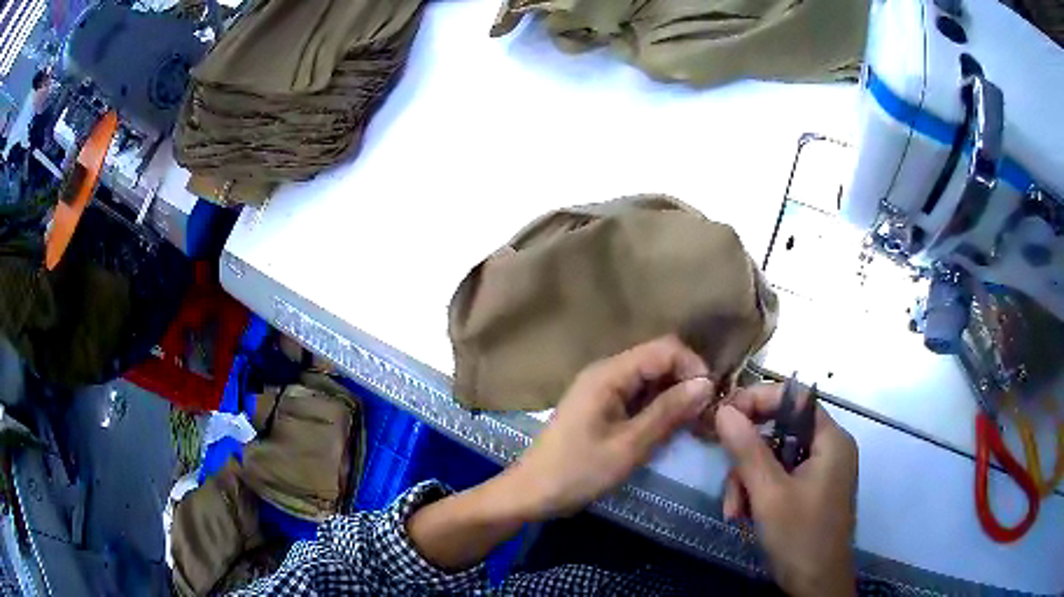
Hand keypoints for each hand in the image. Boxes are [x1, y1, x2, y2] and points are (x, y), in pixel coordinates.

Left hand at [506, 336, 715, 519]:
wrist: (532, 493)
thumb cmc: (578, 472)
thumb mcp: (629, 446)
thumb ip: (668, 412)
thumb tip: (707, 384)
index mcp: (609, 373)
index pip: (665, 349)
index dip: (693, 367)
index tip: (712, 399)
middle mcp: (607, 372)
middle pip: (659, 360)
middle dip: (687, 382)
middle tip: (707, 415)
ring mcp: (603, 389)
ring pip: (652, 379)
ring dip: (675, 396)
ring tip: (695, 424)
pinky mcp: (603, 407)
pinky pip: (639, 396)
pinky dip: (659, 408)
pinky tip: (672, 428)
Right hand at [715, 384, 858, 596]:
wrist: (816, 585)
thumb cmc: (800, 536)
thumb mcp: (769, 494)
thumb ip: (747, 449)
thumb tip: (725, 410)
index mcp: (831, 440)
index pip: (794, 399)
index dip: (759, 400)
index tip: (724, 414)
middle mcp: (829, 449)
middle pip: (780, 432)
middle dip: (748, 460)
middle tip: (726, 480)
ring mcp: (821, 472)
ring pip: (775, 459)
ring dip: (748, 483)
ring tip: (734, 512)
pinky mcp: (812, 491)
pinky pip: (780, 479)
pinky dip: (759, 494)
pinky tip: (744, 516)